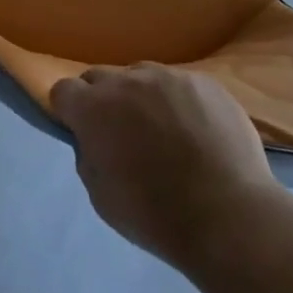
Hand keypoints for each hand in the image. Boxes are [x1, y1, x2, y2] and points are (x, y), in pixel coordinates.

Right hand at [52, 64, 284, 270]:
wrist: (229, 216)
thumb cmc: (155, 215)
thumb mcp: (100, 195)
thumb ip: (88, 155)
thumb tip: (94, 139)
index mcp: (93, 108)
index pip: (63, 90)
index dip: (69, 111)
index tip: (82, 131)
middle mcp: (126, 81)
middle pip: (100, 78)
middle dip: (103, 100)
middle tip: (122, 133)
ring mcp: (168, 77)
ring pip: (141, 76)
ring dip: (141, 97)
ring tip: (165, 130)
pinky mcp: (204, 82)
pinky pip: (179, 84)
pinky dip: (179, 102)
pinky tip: (197, 131)